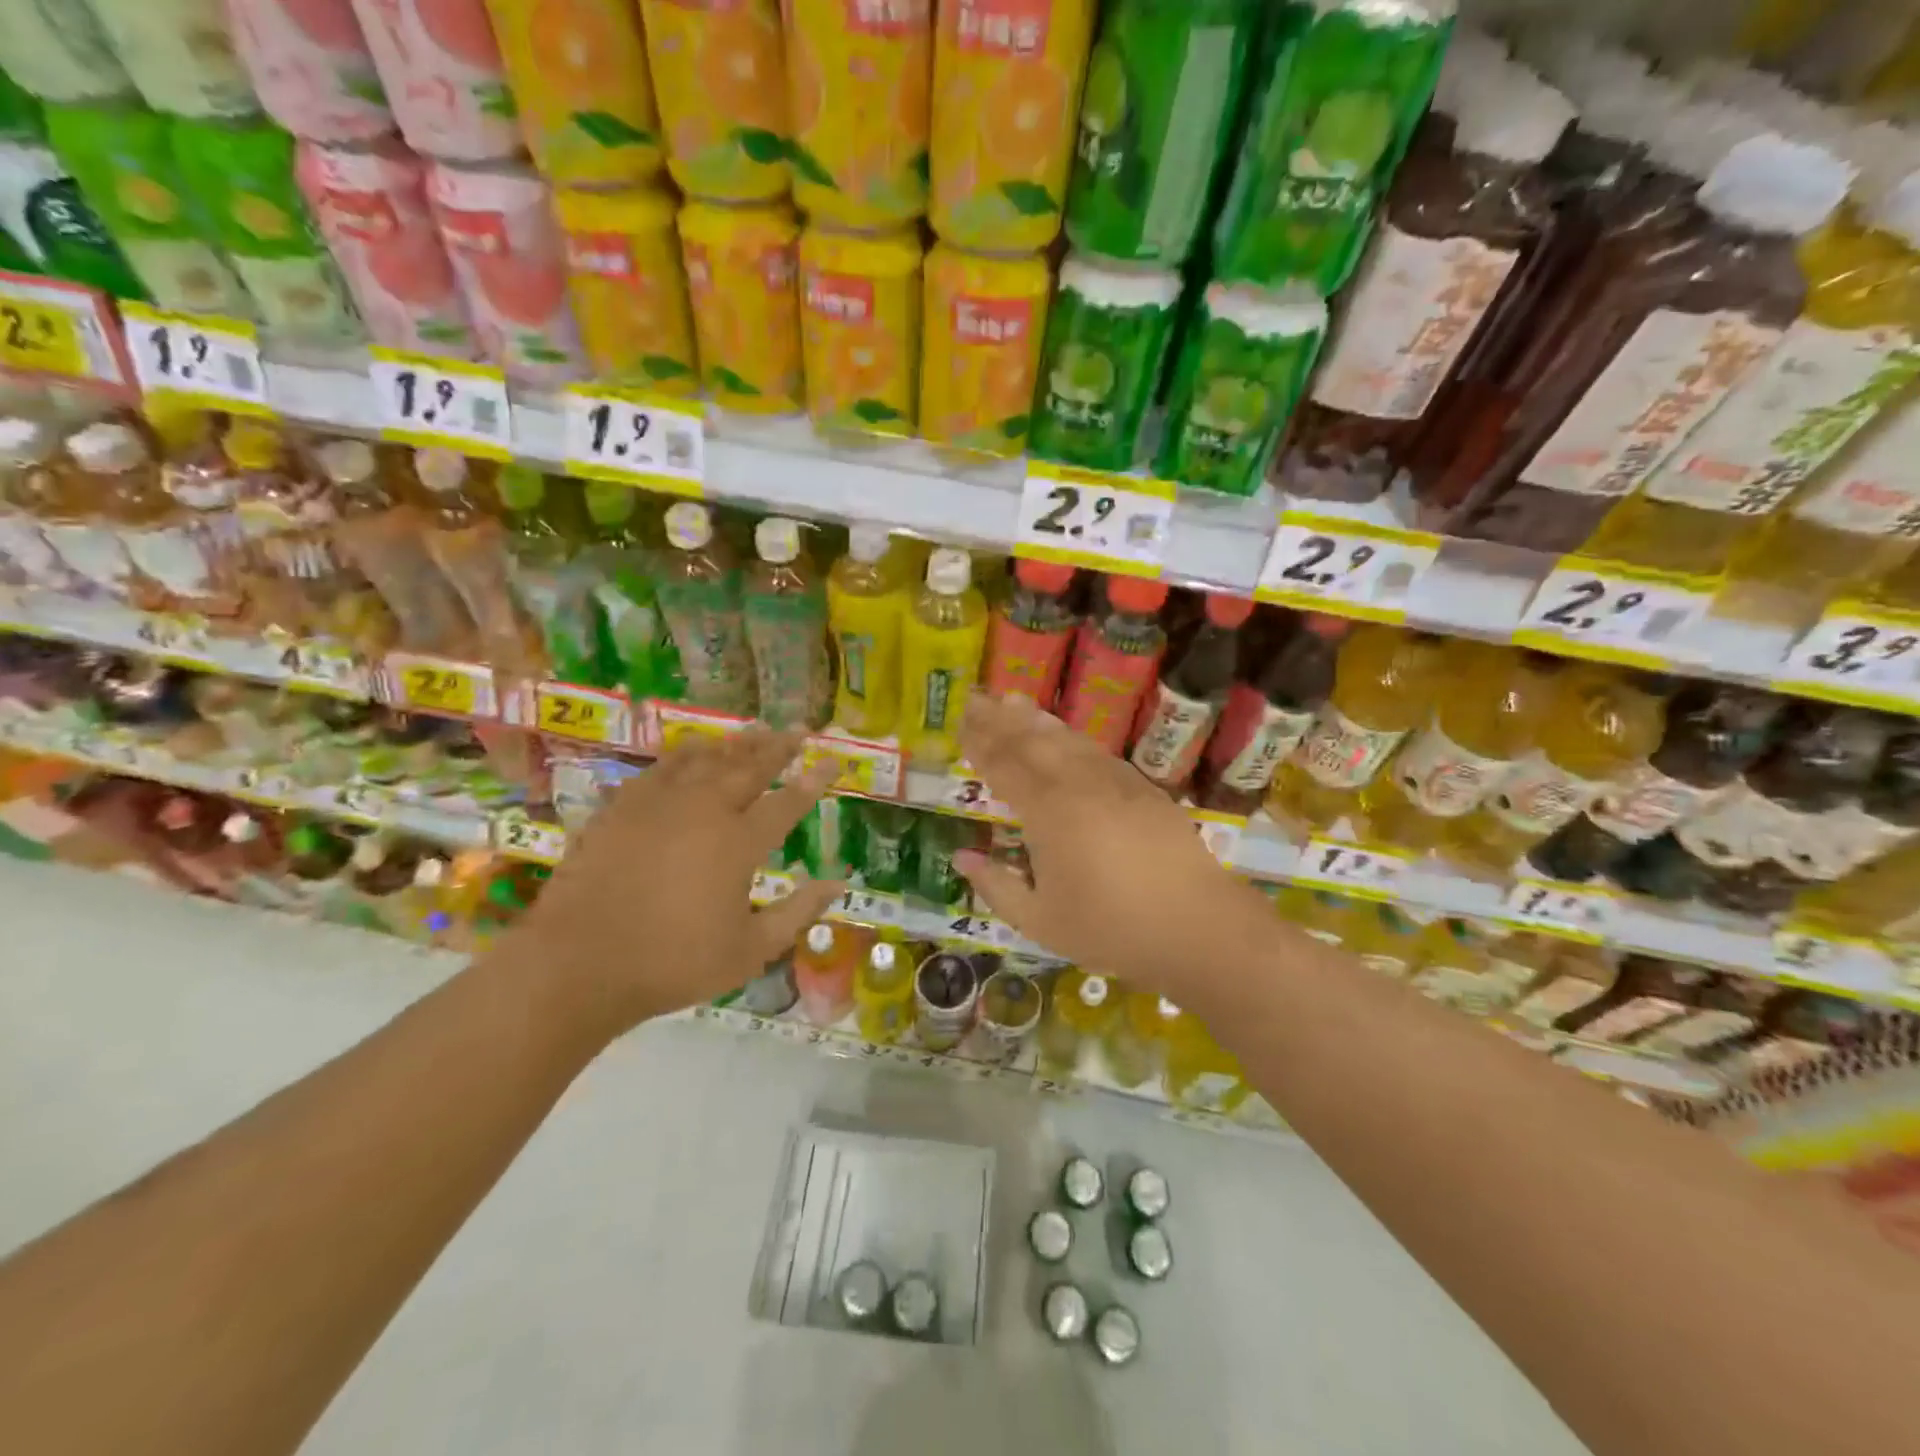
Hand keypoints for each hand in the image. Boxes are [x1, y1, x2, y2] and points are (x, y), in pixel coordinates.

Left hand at [510, 730, 843, 1043]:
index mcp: (739, 843)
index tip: (834, 760)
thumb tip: (837, 884)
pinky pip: (661, 769)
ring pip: (705, 760)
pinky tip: (692, 750)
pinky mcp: (622, 808)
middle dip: (778, 747)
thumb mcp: (751, 951)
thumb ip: (797, 912)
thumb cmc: (674, 963)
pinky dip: (684, 755)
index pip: (788, 801)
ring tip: (754, 730)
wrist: (579, 964)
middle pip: (749, 767)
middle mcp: (704, 811)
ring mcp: (659, 805)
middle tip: (796, 730)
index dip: (814, 779)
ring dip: (734, 743)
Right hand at [954, 694, 1275, 1004]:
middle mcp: (1077, 784)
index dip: (978, 743)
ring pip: (1065, 739)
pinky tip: (1062, 735)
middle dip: (999, 719)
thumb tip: (962, 858)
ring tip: (1012, 702)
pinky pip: (1095, 750)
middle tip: (976, 698)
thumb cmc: (1111, 928)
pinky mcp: (1141, 787)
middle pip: (1031, 741)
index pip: (1003, 765)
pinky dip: (1070, 736)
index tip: (959, 722)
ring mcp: (1113, 781)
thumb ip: (996, 887)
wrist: (1197, 925)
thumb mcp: (1040, 921)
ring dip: (1035, 720)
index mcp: (1047, 812)